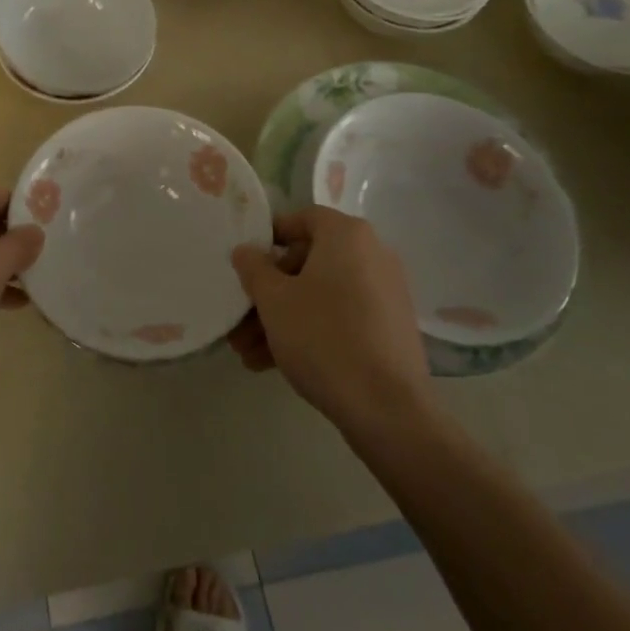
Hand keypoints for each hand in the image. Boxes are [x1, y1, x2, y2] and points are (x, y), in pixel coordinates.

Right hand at [229, 207, 432, 434]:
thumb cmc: (323, 337)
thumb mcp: (273, 300)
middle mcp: (372, 255)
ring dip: (282, 318)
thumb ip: (253, 268)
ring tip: (248, 352)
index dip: (268, 238)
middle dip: (268, 293)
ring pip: (320, 295)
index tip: (245, 264)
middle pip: (308, 262)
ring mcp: (384, 294)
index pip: (301, 219)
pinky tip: (272, 364)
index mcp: (347, 235)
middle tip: (240, 319)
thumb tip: (246, 250)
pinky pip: (340, 318)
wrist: (388, 411)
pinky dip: (310, 332)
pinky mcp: (389, 329)